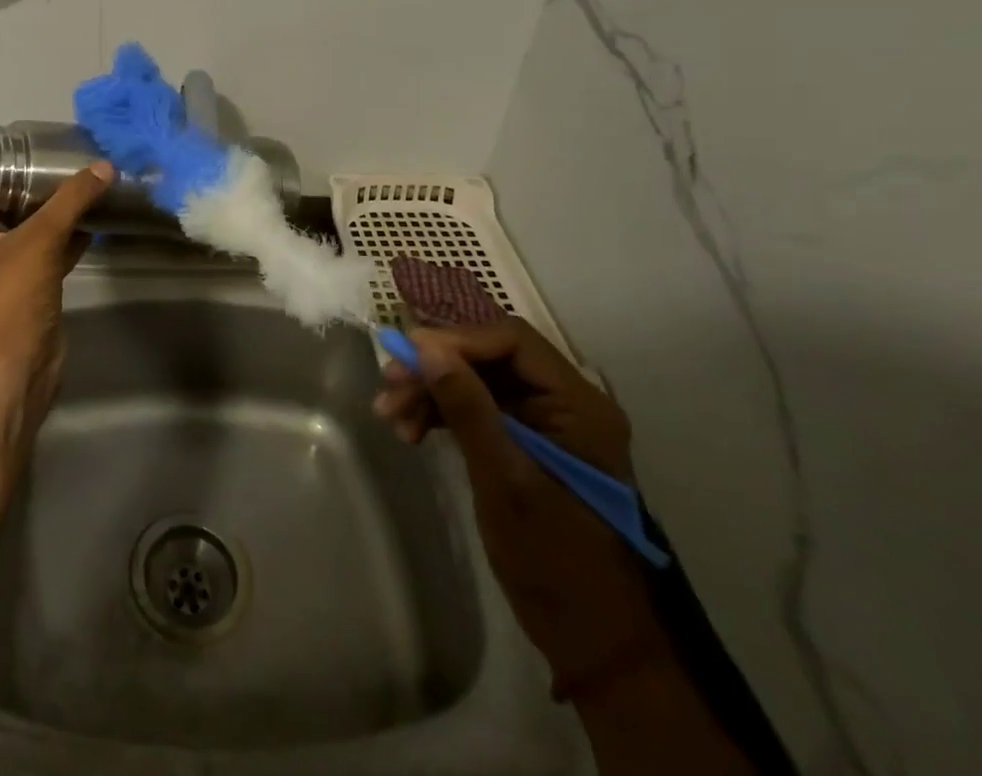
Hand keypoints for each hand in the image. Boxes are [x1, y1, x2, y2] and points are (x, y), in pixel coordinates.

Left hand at [0, 160, 112, 405]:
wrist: (20, 365)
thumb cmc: (10, 297)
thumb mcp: (39, 240)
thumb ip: (71, 201)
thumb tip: (103, 167)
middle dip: (7, 176)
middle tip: (35, 154)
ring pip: (15, 224)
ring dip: (36, 204)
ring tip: (63, 177)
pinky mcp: (25, 283)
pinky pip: (41, 248)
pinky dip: (60, 233)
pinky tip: (88, 218)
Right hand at [374, 320, 669, 697]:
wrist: (592, 641)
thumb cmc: (556, 561)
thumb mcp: (505, 481)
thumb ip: (467, 407)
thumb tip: (424, 346)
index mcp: (578, 404)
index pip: (511, 341)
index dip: (456, 340)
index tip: (407, 354)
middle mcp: (564, 402)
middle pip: (488, 357)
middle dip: (435, 367)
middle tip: (389, 384)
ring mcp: (543, 423)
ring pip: (475, 380)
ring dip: (430, 391)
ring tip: (390, 415)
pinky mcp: (523, 443)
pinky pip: (475, 407)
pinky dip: (440, 413)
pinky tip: (409, 430)